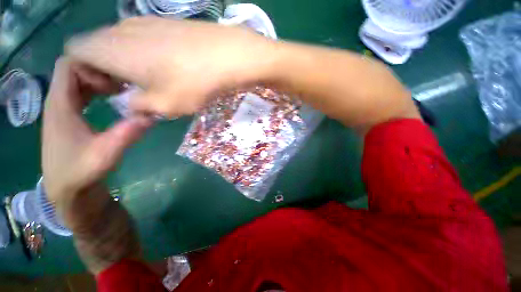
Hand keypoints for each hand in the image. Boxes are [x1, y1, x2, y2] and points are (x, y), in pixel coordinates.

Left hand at [42, 58, 152, 203]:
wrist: (67, 190)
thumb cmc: (80, 172)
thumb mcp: (105, 153)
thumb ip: (127, 133)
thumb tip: (151, 115)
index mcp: (60, 104)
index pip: (68, 65)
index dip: (92, 66)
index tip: (115, 82)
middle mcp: (58, 101)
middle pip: (75, 69)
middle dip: (99, 72)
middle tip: (124, 85)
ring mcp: (63, 109)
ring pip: (78, 80)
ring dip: (99, 81)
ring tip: (122, 91)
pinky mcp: (69, 116)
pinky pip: (81, 93)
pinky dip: (97, 91)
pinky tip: (113, 101)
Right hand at [66, 17, 279, 117]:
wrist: (227, 56)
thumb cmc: (193, 83)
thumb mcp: (164, 105)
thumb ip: (140, 107)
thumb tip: (134, 106)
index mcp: (111, 48)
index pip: (75, 52)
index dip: (84, 73)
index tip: (110, 90)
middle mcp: (122, 29)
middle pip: (98, 46)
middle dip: (106, 69)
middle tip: (132, 90)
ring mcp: (146, 22)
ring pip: (121, 42)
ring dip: (128, 63)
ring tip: (153, 82)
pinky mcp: (167, 23)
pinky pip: (144, 38)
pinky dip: (145, 54)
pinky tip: (168, 68)